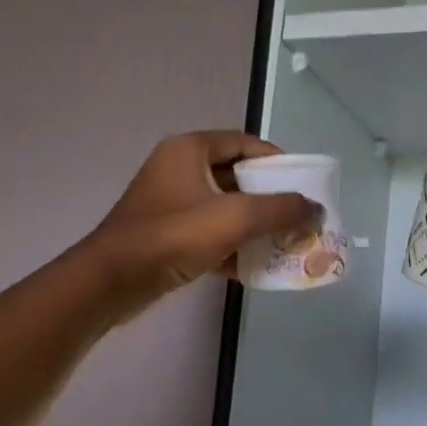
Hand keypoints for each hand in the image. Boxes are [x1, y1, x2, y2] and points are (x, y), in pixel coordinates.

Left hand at [88, 132, 316, 317]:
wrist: (112, 282)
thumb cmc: (173, 237)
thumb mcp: (235, 218)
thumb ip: (280, 209)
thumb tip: (314, 208)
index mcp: (189, 150)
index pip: (244, 143)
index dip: (277, 160)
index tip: (302, 184)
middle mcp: (179, 169)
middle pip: (237, 176)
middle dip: (270, 198)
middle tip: (299, 216)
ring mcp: (171, 203)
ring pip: (225, 208)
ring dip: (254, 225)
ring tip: (285, 242)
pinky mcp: (168, 235)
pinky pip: (210, 233)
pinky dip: (233, 246)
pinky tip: (257, 266)